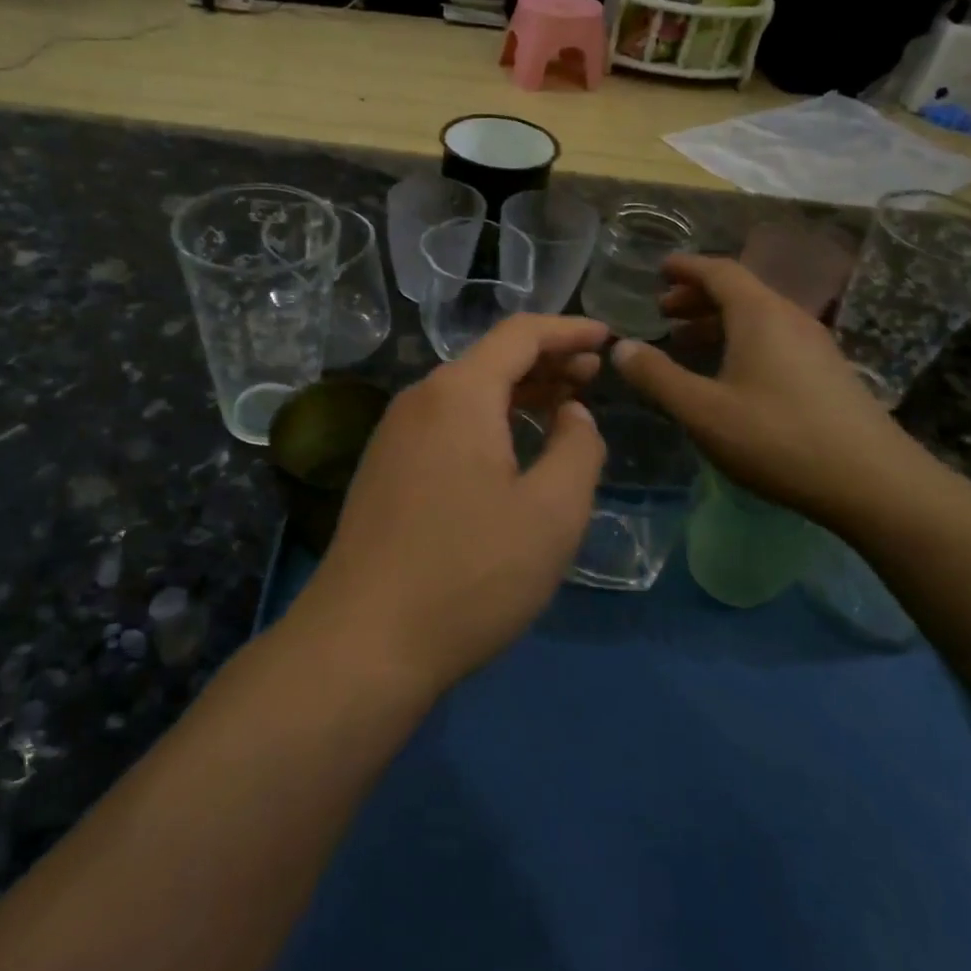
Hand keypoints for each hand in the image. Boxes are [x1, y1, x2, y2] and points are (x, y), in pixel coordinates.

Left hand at [290, 315, 609, 696]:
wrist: (364, 640)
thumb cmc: (470, 573)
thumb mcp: (551, 513)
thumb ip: (578, 448)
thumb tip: (572, 414)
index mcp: (457, 394)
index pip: (519, 334)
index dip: (568, 329)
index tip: (607, 337)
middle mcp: (419, 400)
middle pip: (490, 360)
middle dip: (546, 361)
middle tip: (593, 375)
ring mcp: (394, 436)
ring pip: (466, 394)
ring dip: (517, 392)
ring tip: (561, 405)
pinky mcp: (385, 470)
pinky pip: (446, 424)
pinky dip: (487, 420)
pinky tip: (510, 447)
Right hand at [611, 255, 927, 527]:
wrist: (874, 482)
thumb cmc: (778, 438)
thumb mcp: (703, 411)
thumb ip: (658, 377)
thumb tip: (620, 348)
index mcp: (760, 315)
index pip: (718, 271)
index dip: (685, 267)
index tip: (658, 269)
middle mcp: (789, 318)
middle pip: (739, 291)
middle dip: (696, 296)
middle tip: (662, 311)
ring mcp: (814, 345)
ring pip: (757, 316)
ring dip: (718, 320)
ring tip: (685, 341)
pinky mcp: (827, 372)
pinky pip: (774, 337)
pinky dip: (741, 340)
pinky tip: (728, 373)